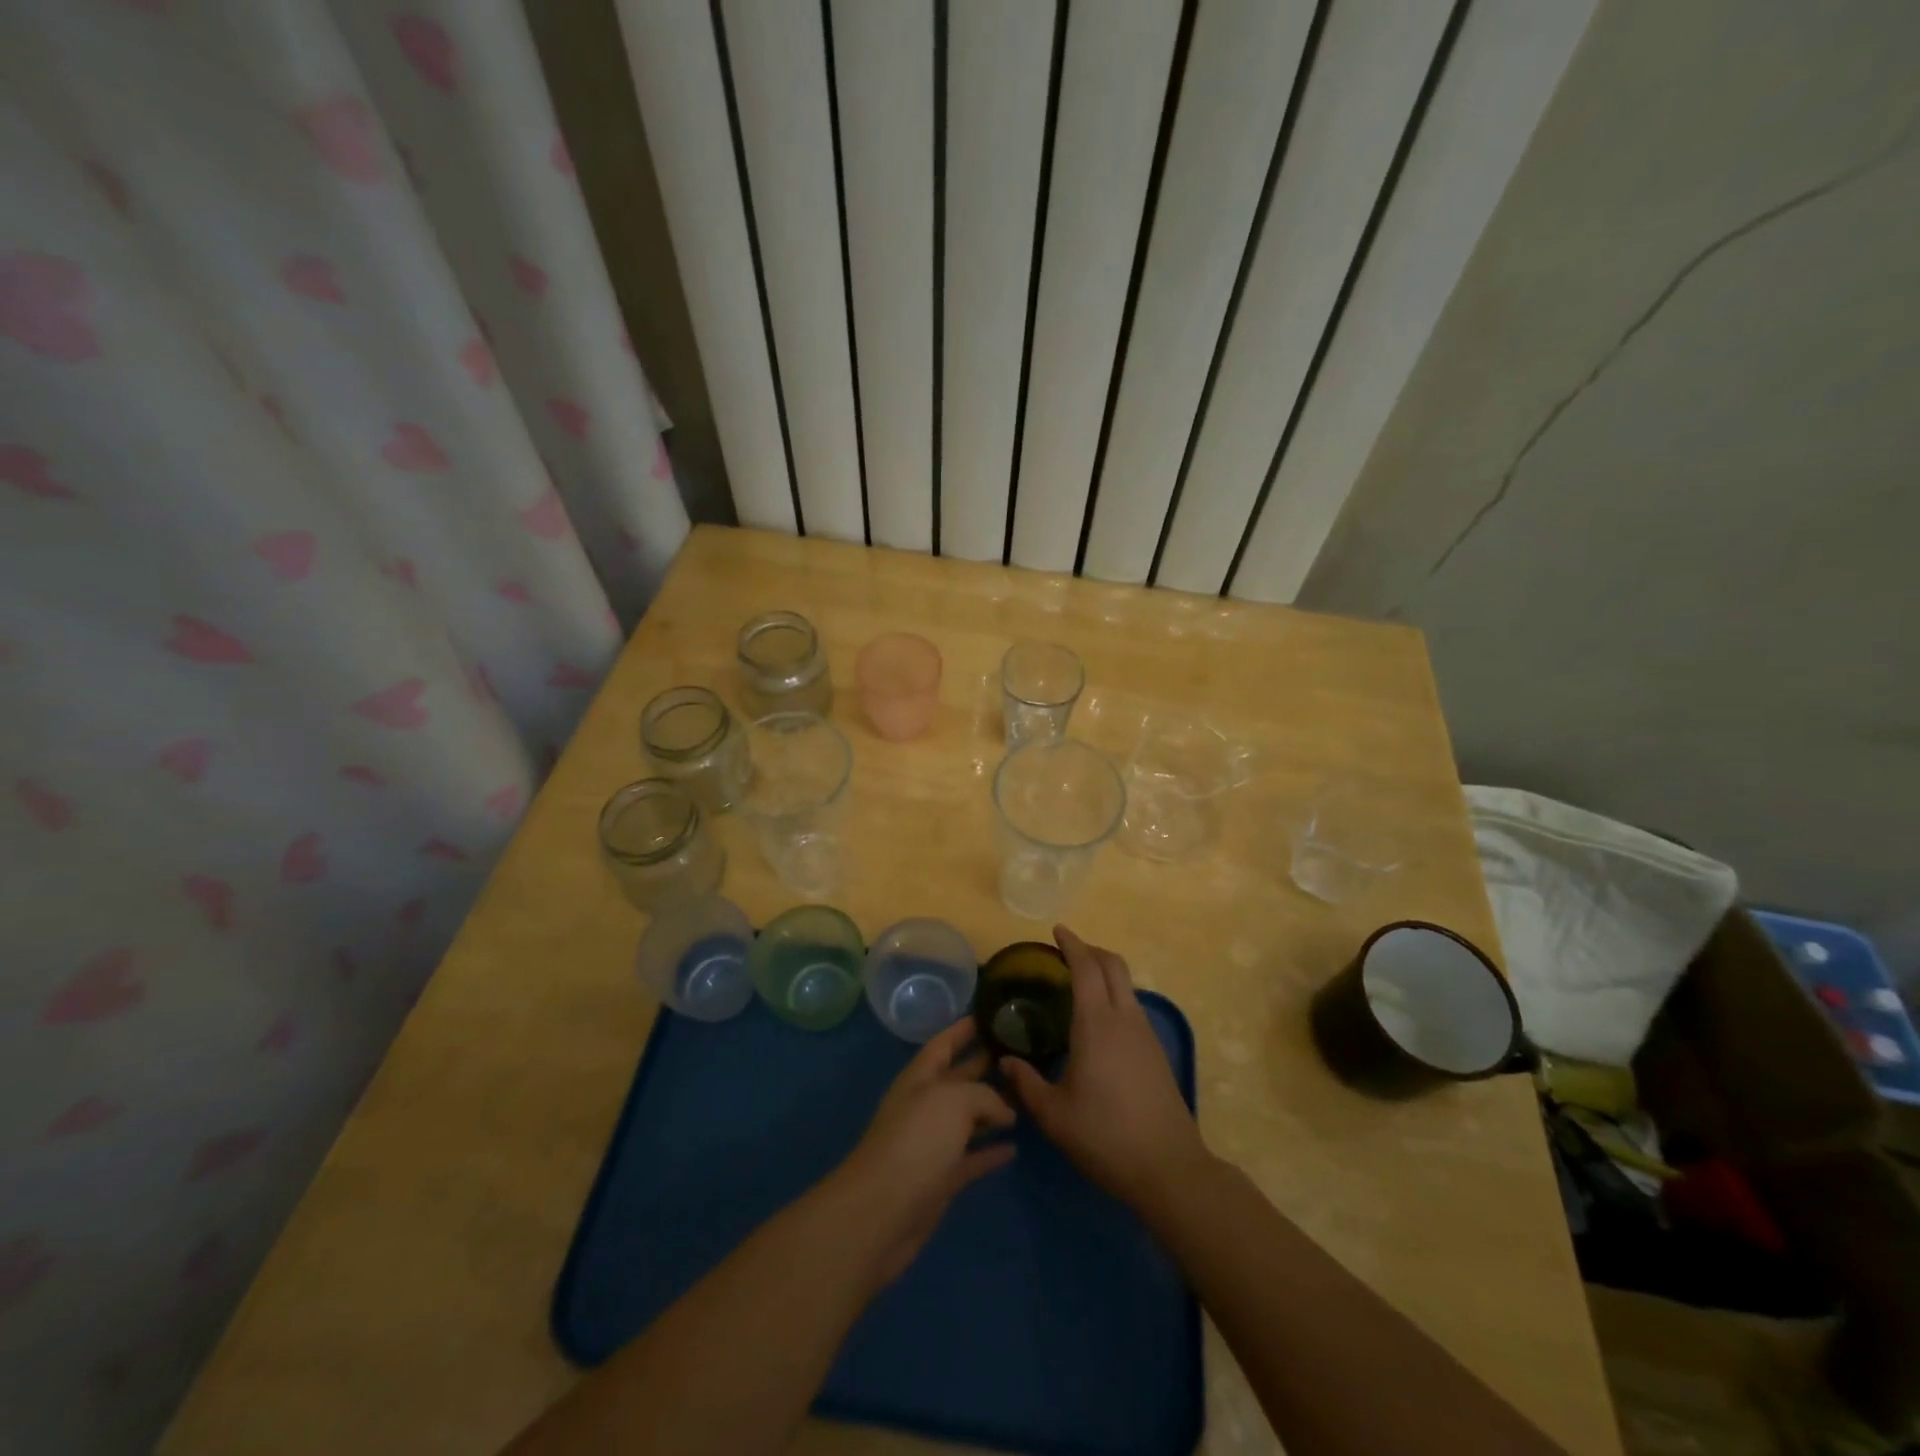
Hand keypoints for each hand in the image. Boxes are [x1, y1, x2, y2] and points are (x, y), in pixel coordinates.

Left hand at [830, 1018, 1016, 1286]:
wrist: (882, 1212)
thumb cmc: (916, 1142)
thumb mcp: (953, 1101)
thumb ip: (984, 1095)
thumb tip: (1004, 1112)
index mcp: (921, 1077)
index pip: (945, 1042)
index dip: (964, 1027)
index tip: (992, 1012)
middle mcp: (926, 1104)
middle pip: (960, 1078)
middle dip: (985, 1064)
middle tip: (1021, 1052)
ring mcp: (932, 1143)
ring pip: (968, 1118)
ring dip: (993, 1108)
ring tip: (1025, 1097)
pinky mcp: (941, 1179)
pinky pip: (971, 1158)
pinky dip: (990, 1152)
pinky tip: (1014, 1148)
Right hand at [1001, 926, 1210, 1210]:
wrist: (1169, 1168)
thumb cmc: (1105, 1136)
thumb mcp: (1054, 1115)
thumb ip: (1026, 1084)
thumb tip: (1005, 1063)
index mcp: (1097, 1023)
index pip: (1085, 967)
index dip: (1071, 944)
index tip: (1057, 931)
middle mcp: (1125, 1018)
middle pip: (1113, 965)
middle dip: (1091, 950)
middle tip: (1066, 952)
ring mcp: (1145, 1034)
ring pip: (1127, 985)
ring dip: (1105, 973)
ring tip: (1079, 984)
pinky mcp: (1157, 1052)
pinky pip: (1133, 1007)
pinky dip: (1115, 996)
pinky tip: (1100, 1022)